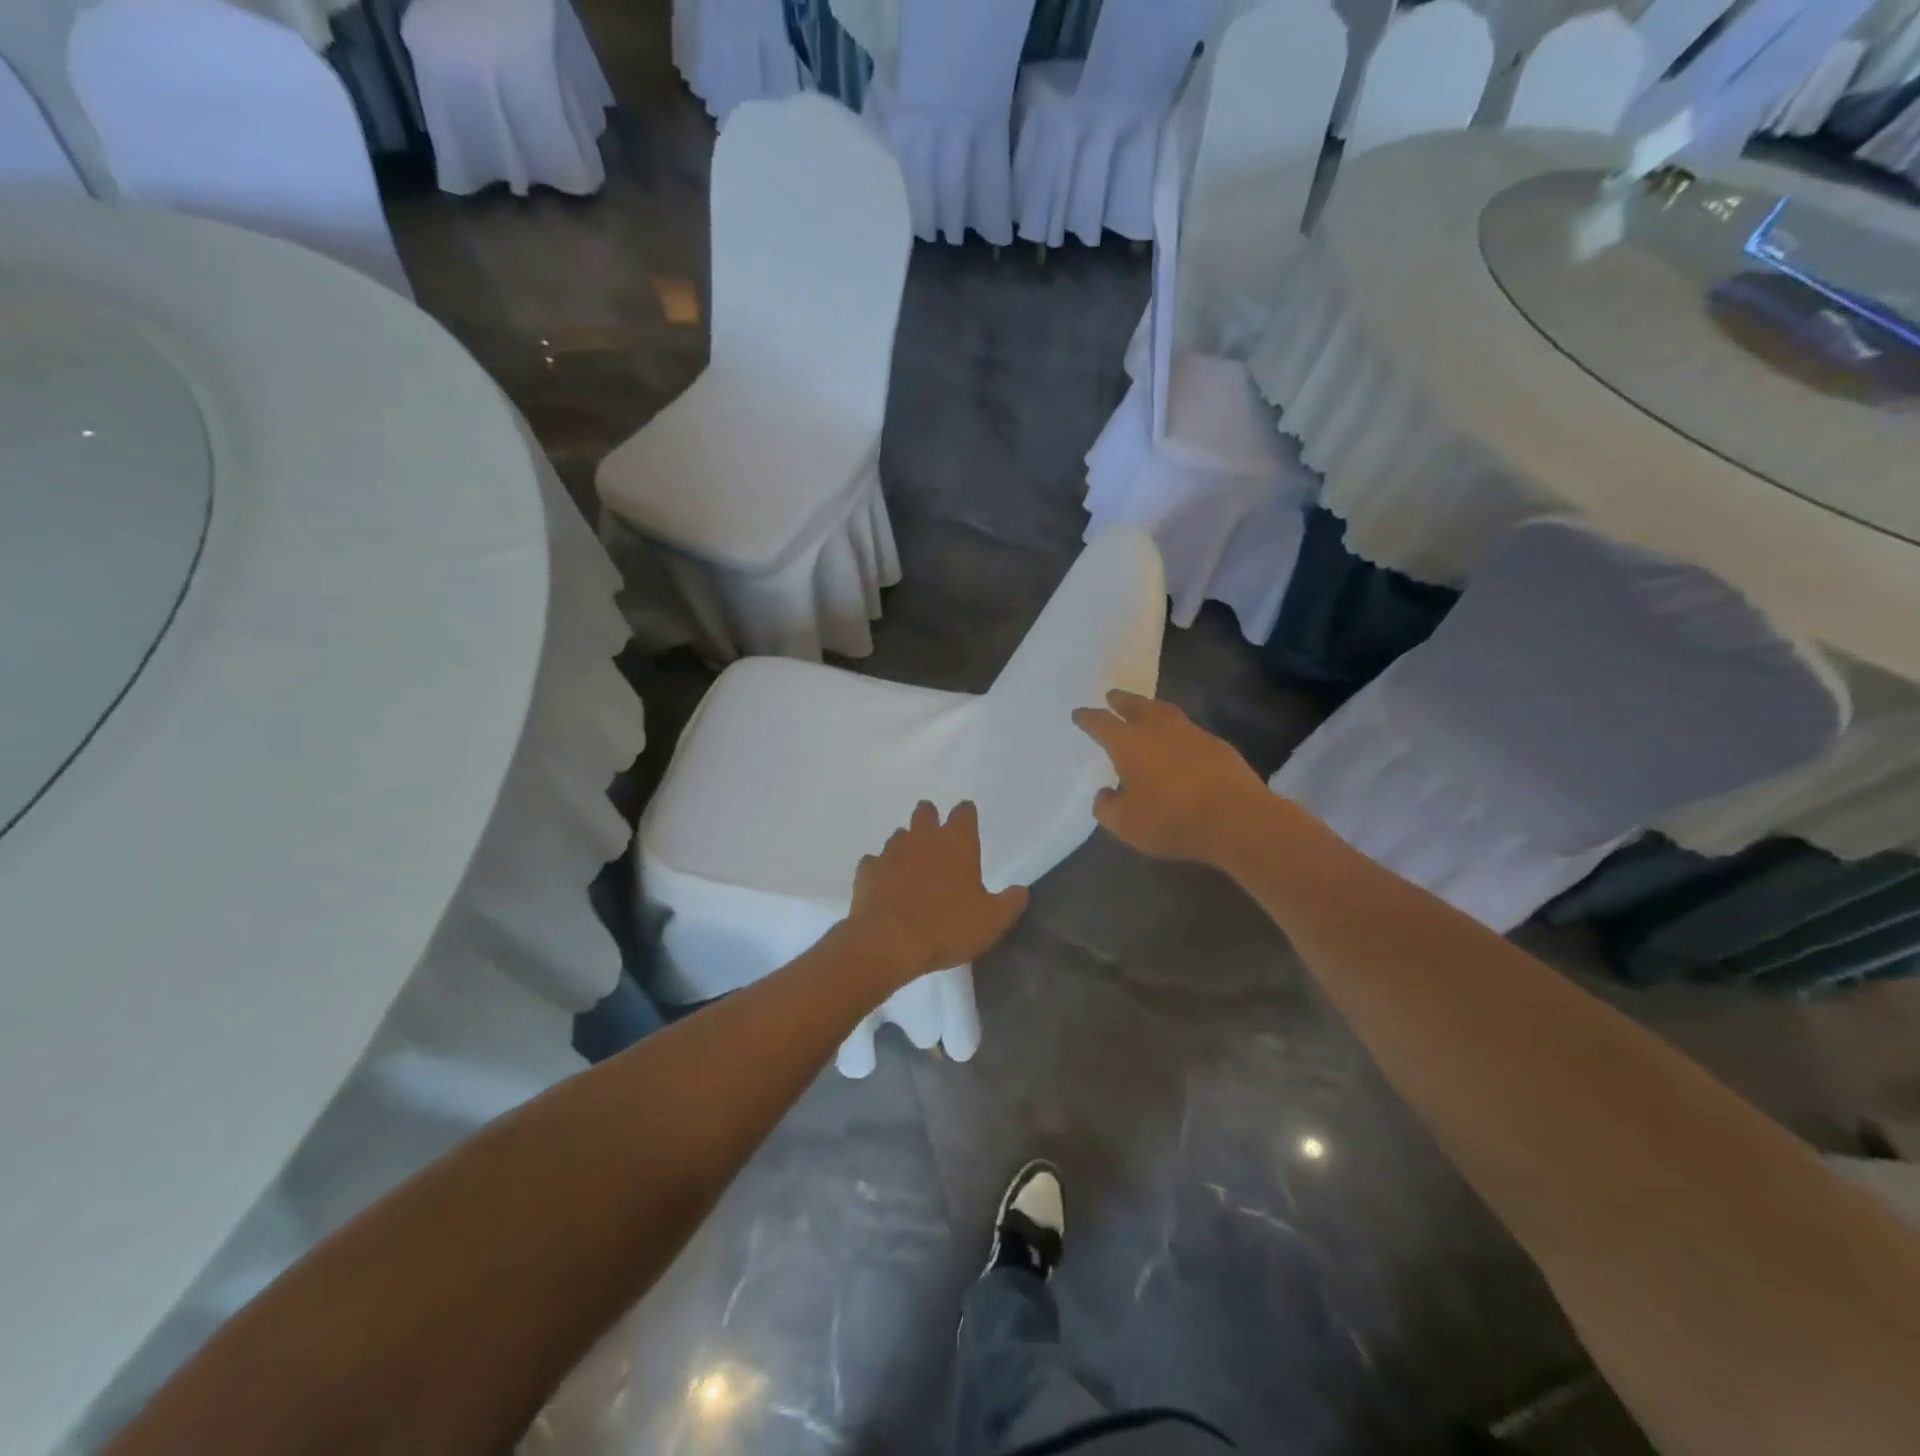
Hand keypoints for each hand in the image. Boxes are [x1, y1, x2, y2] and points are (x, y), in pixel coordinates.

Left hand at [846, 801, 1028, 981]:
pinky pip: (874, 862)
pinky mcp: (867, 871)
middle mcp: (923, 838)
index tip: (968, 821)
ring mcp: (891, 852)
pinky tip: (884, 884)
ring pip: (899, 835)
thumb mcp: (991, 921)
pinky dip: (880, 869)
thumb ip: (1009, 903)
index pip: (964, 812)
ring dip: (906, 845)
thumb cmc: (947, 927)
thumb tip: (1021, 890)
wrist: (888, 942)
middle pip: (925, 812)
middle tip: (936, 837)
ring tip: (912, 865)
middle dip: (931, 818)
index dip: (966, 814)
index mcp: (957, 842)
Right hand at [1072, 690, 1270, 864]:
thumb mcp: (1126, 824)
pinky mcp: (1219, 746)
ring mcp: (1192, 734)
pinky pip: (1190, 731)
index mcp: (1129, 743)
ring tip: (1146, 711)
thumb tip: (1104, 794)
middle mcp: (1159, 730)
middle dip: (1121, 701)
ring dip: (1152, 709)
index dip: (1088, 718)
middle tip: (1112, 696)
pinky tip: (1180, 744)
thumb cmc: (1171, 820)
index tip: (1079, 713)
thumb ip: (1107, 807)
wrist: (1236, 819)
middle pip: (1136, 706)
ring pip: (1166, 712)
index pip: (1101, 723)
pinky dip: (1179, 733)